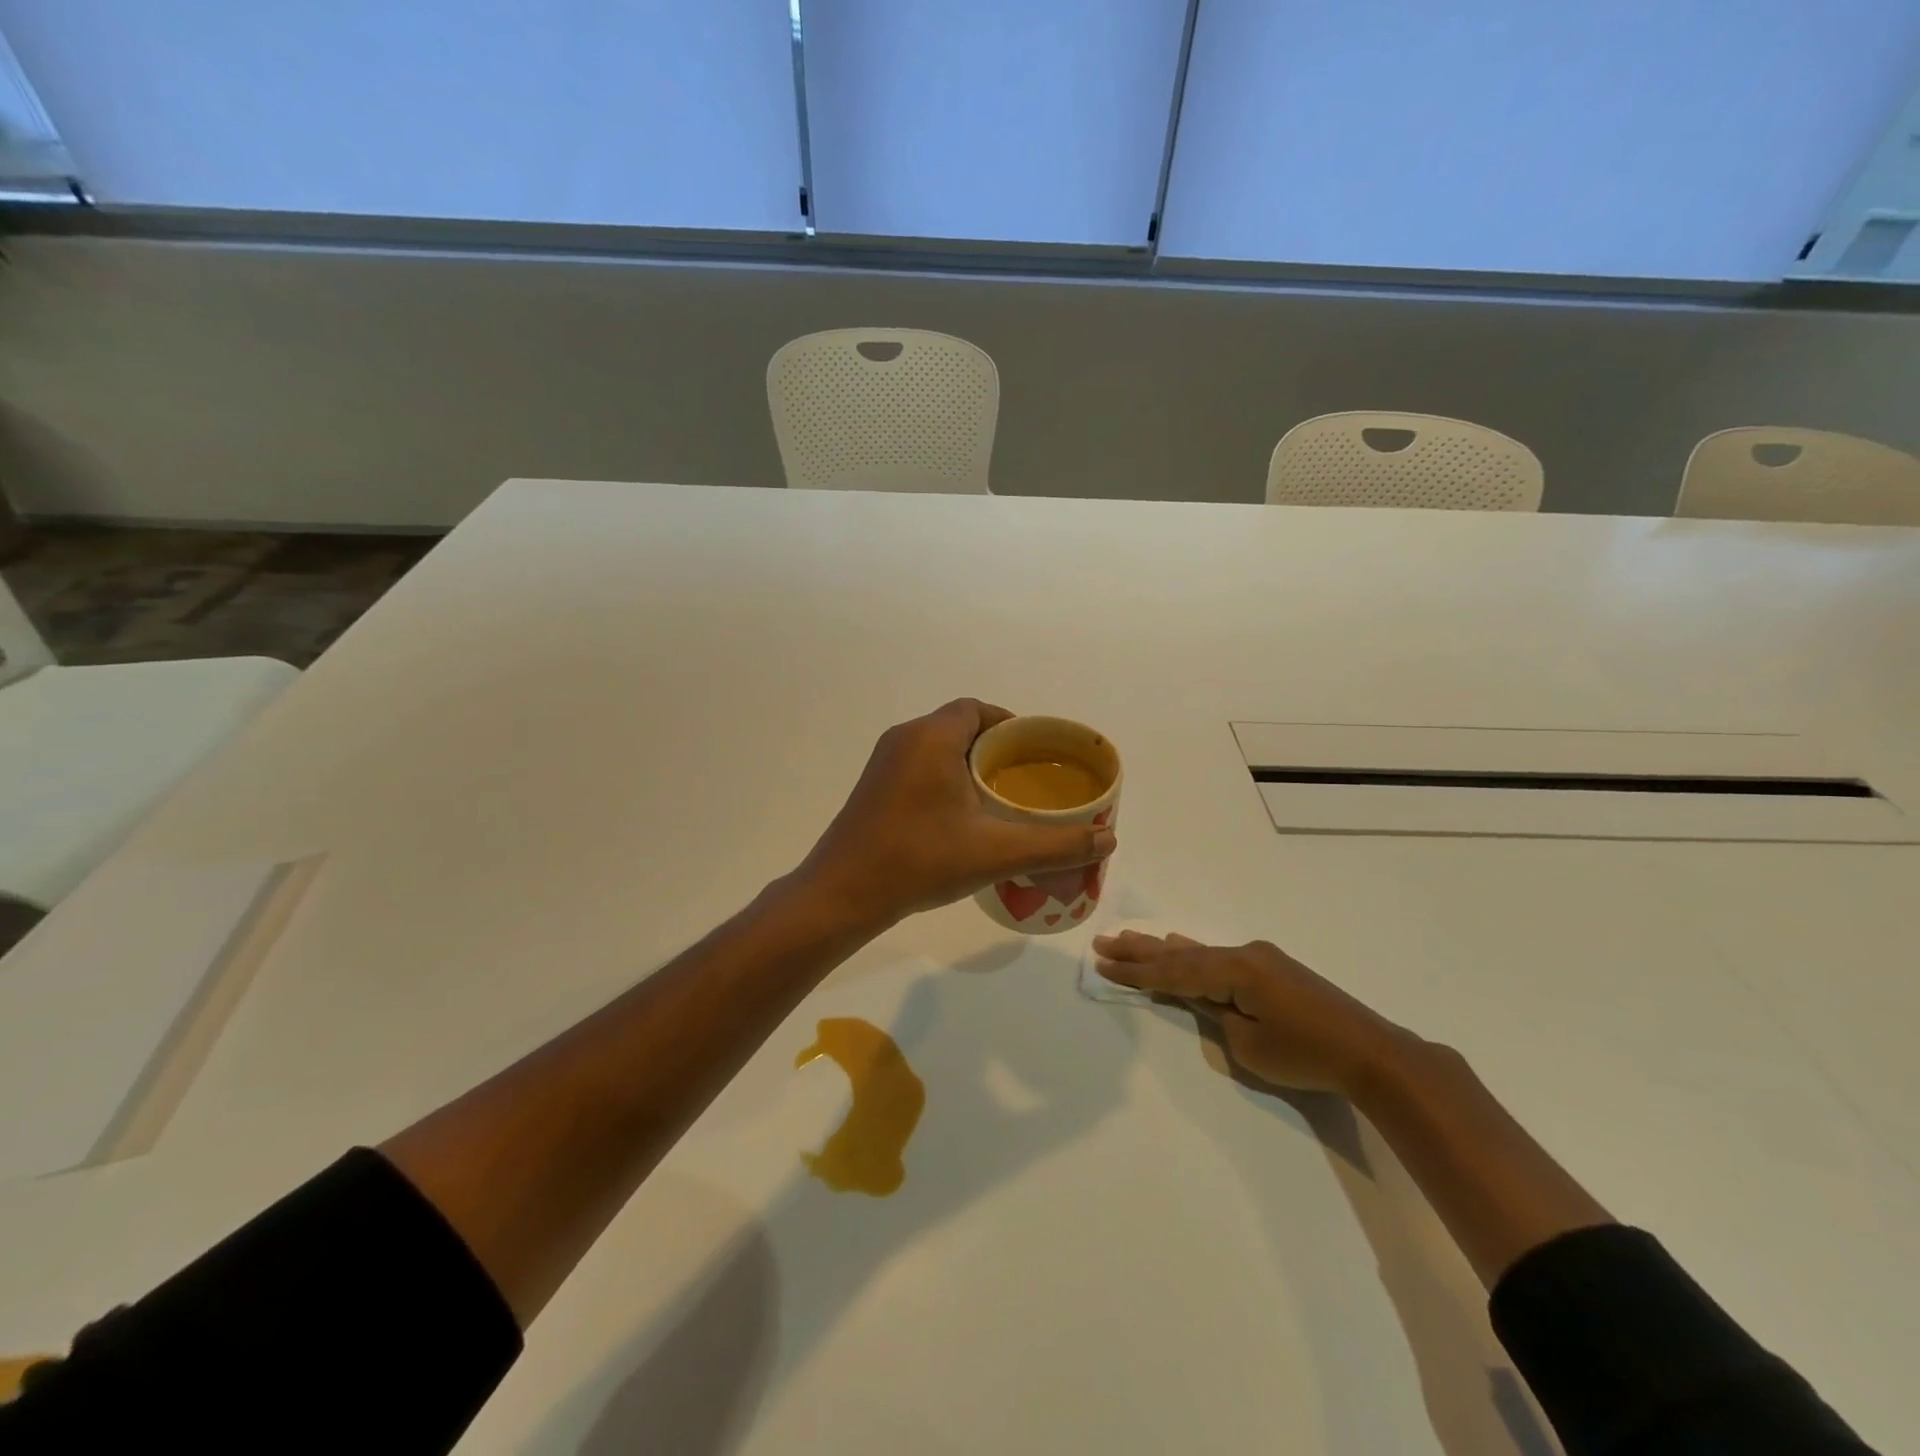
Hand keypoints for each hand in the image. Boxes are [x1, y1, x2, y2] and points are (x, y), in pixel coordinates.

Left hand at [800, 699, 1117, 927]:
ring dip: (969, 764)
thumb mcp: (995, 852)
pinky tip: (963, 817)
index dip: (1010, 724)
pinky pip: (919, 766)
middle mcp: (904, 738)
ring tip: (1001, 799)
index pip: (977, 709)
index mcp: (931, 737)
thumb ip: (1055, 844)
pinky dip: (946, 778)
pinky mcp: (873, 787)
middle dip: (995, 748)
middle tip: (1026, 779)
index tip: (1036, 753)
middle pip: (959, 726)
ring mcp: (883, 763)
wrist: (842, 893)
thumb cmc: (919, 860)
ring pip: (938, 748)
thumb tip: (1109, 838)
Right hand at [1093, 932, 1410, 1097]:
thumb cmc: (1307, 1055)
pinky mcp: (1272, 969)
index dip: (1136, 970)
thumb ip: (1218, 1016)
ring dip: (1163, 949)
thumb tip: (1207, 999)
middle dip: (1141, 950)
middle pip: (1181, 953)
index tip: (1103, 962)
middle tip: (1104, 941)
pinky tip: (1180, 943)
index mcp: (1234, 970)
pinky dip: (1193, 954)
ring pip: (1199, 952)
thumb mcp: (1250, 1045)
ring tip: (1130, 938)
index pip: (1174, 971)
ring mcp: (1260, 959)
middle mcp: (1243, 954)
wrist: (1373, 1053)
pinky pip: (1219, 957)